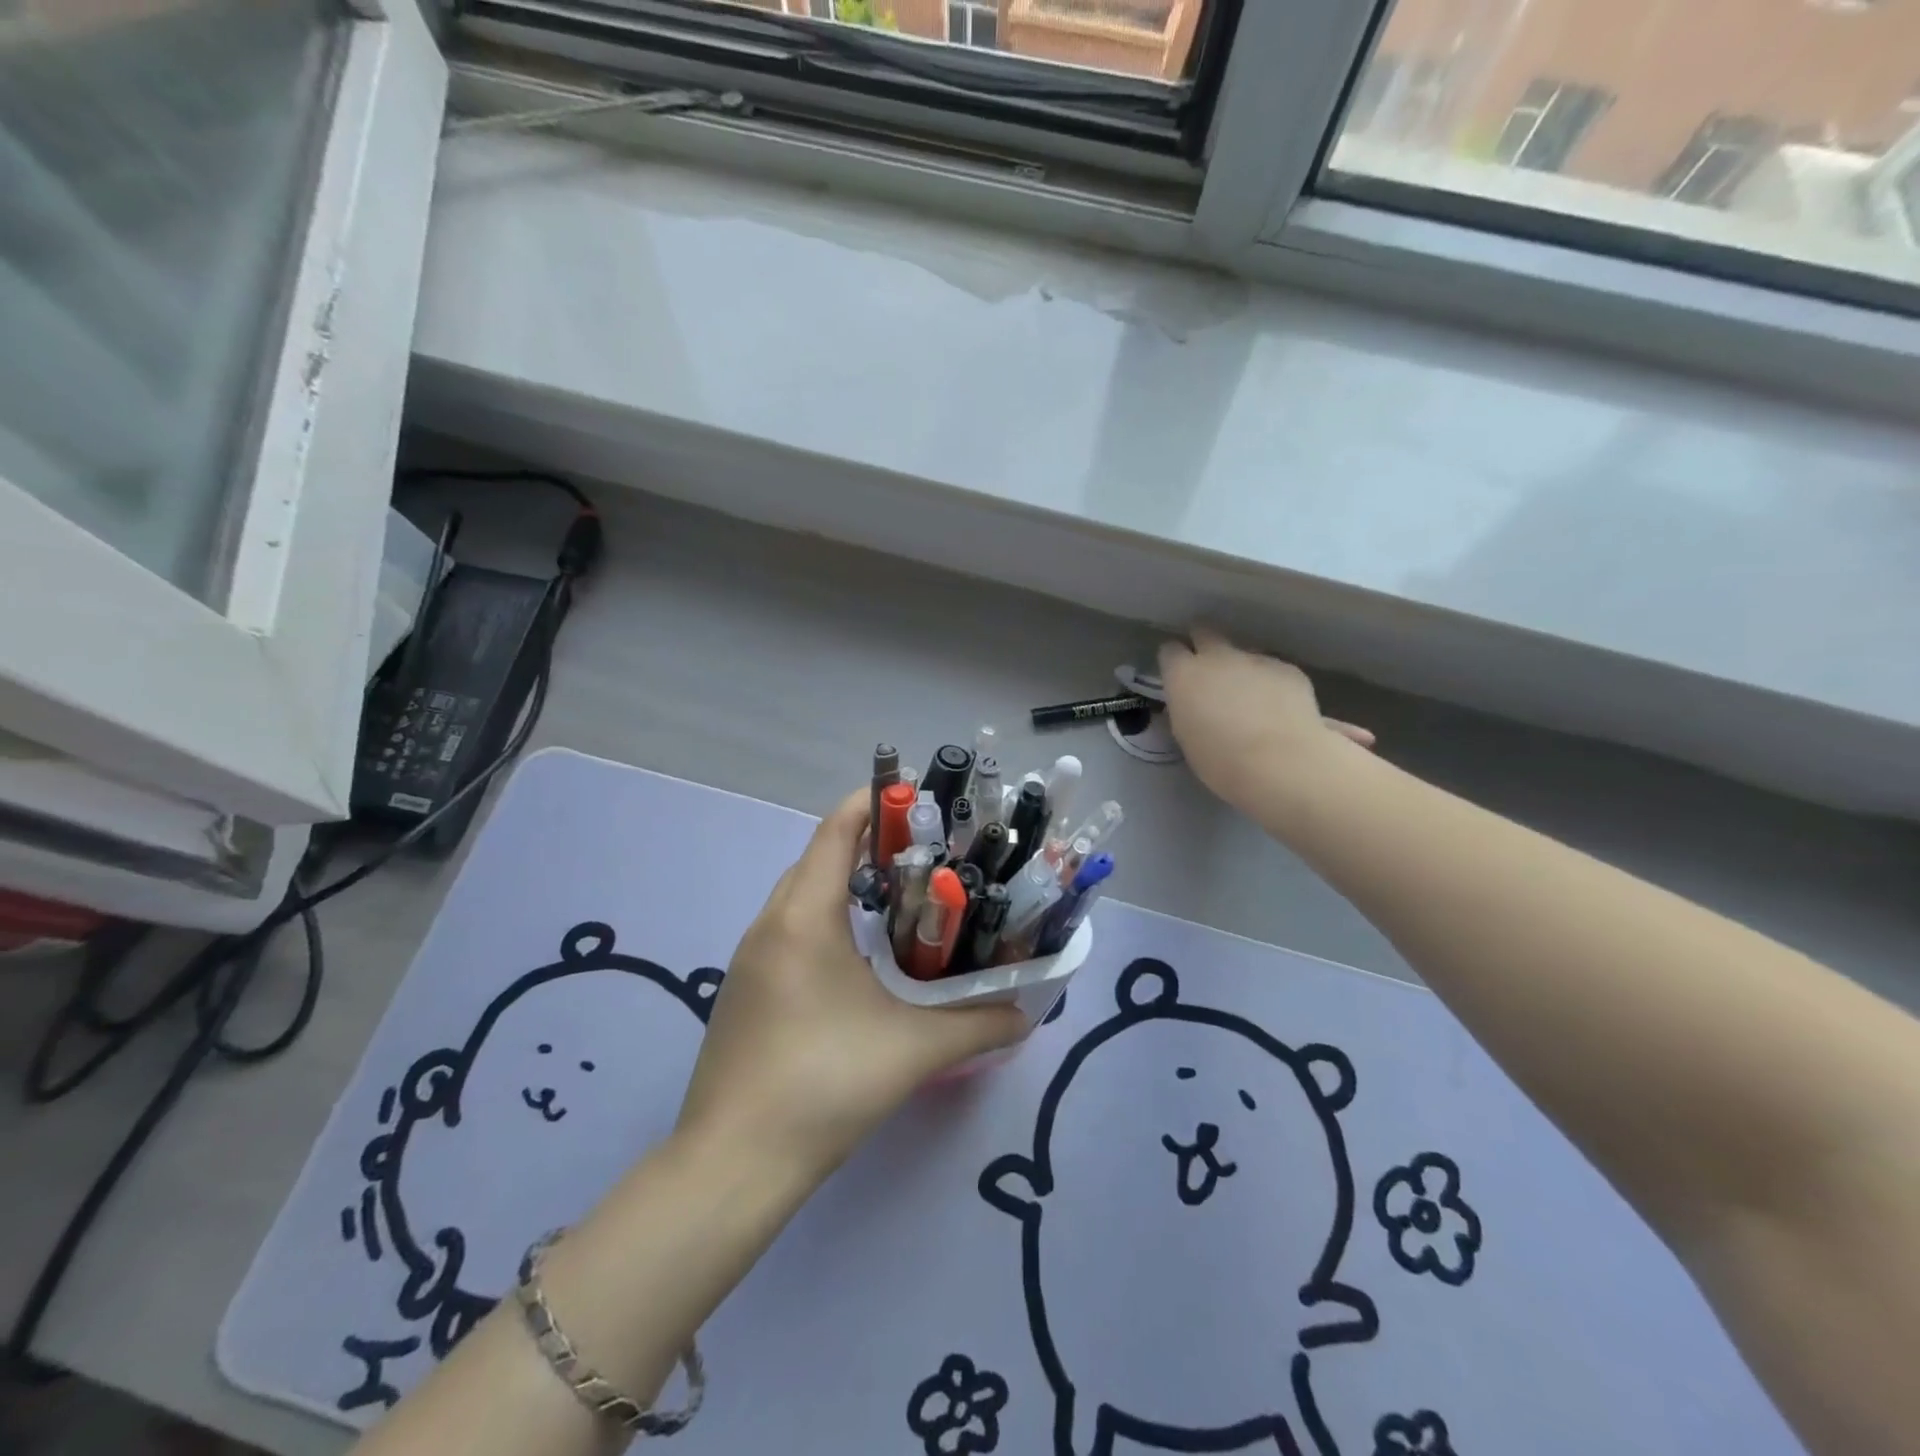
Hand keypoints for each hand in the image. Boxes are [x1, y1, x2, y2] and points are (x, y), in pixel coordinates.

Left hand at [675, 791, 1027, 1183]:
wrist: (733, 1165)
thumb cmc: (824, 1084)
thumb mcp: (913, 1050)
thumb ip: (978, 1025)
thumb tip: (1028, 1013)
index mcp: (804, 918)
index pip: (834, 831)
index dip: (872, 803)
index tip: (916, 797)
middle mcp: (770, 925)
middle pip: (817, 859)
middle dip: (867, 844)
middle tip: (923, 855)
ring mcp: (750, 959)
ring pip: (800, 897)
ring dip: (843, 885)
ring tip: (898, 901)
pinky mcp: (744, 992)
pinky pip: (787, 931)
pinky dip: (824, 921)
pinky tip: (857, 960)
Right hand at [1158, 628, 1373, 809]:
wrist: (1281, 762)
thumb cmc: (1220, 761)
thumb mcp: (1186, 737)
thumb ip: (1186, 709)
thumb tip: (1192, 704)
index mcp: (1183, 675)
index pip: (1170, 651)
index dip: (1173, 661)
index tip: (1177, 675)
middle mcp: (1217, 657)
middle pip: (1205, 633)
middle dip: (1203, 643)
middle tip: (1208, 669)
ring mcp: (1255, 659)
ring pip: (1243, 653)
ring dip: (1241, 668)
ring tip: (1250, 698)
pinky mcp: (1287, 669)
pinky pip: (1273, 669)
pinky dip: (1271, 683)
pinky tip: (1278, 708)